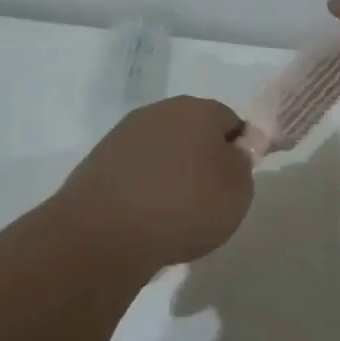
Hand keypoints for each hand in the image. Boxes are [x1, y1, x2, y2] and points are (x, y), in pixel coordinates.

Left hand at [57, 96, 254, 268]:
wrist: (107, 232)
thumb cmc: (186, 205)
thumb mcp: (238, 189)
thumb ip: (241, 164)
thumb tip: (229, 152)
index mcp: (198, 109)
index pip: (230, 121)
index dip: (237, 150)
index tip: (234, 182)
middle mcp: (159, 112)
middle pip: (191, 132)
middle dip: (201, 160)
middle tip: (207, 199)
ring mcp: (124, 135)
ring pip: (161, 151)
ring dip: (170, 173)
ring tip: (173, 213)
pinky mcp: (98, 162)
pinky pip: (135, 172)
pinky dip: (143, 189)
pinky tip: (146, 217)